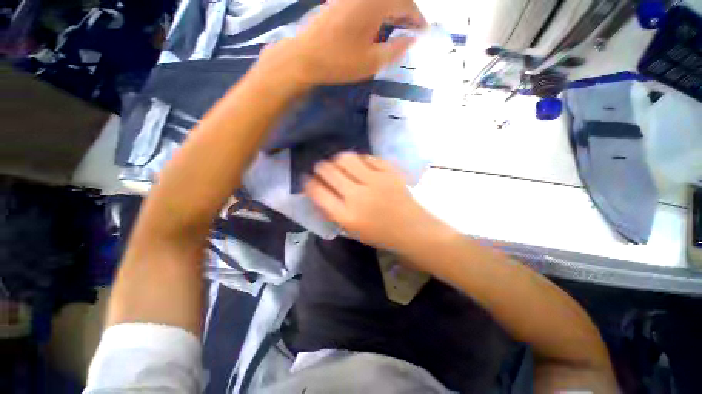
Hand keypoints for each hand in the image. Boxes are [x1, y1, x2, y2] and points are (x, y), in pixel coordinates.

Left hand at [261, 0, 425, 85]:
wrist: (305, 57)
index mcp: (375, 3)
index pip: (406, 3)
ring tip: (398, 27)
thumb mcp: (372, 62)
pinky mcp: (341, 1)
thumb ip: (396, 49)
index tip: (423, 32)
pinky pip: (367, 1)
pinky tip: (378, 24)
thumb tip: (412, 39)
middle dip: (407, 12)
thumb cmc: (339, 62)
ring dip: (393, 10)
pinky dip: (378, 10)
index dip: (418, 18)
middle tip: (412, 30)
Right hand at [305, 152, 444, 251]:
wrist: (412, 230)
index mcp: (346, 215)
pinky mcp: (389, 172)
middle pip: (329, 171)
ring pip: (346, 158)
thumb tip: (319, 191)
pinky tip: (360, 164)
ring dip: (337, 159)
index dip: (309, 183)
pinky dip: (360, 160)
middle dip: (320, 167)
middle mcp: (358, 195)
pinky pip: (368, 158)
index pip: (317, 192)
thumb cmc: (380, 234)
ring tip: (338, 163)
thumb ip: (333, 211)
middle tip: (321, 167)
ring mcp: (375, 181)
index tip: (307, 179)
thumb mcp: (351, 230)